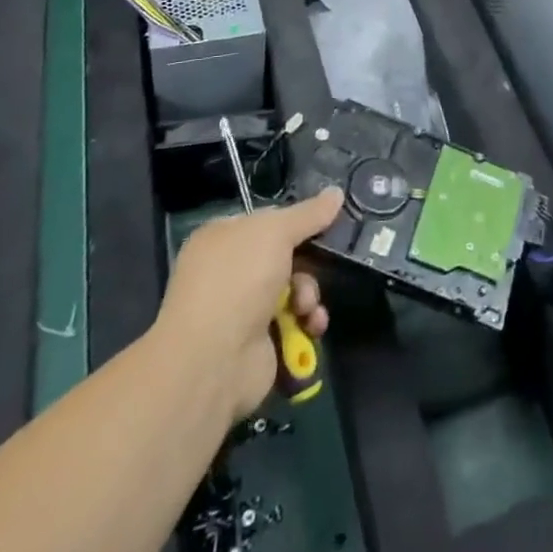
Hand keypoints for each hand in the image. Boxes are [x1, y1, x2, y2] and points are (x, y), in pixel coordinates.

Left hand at [154, 188, 343, 425]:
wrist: (215, 359)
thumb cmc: (239, 279)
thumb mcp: (276, 231)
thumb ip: (309, 213)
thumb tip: (337, 192)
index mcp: (222, 238)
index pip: (266, 220)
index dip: (295, 221)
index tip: (324, 223)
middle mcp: (229, 271)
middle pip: (285, 256)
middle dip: (308, 264)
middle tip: (317, 269)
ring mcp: (242, 309)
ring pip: (294, 289)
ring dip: (309, 295)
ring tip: (306, 308)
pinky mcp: (258, 342)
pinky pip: (294, 322)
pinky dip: (307, 323)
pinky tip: (311, 326)